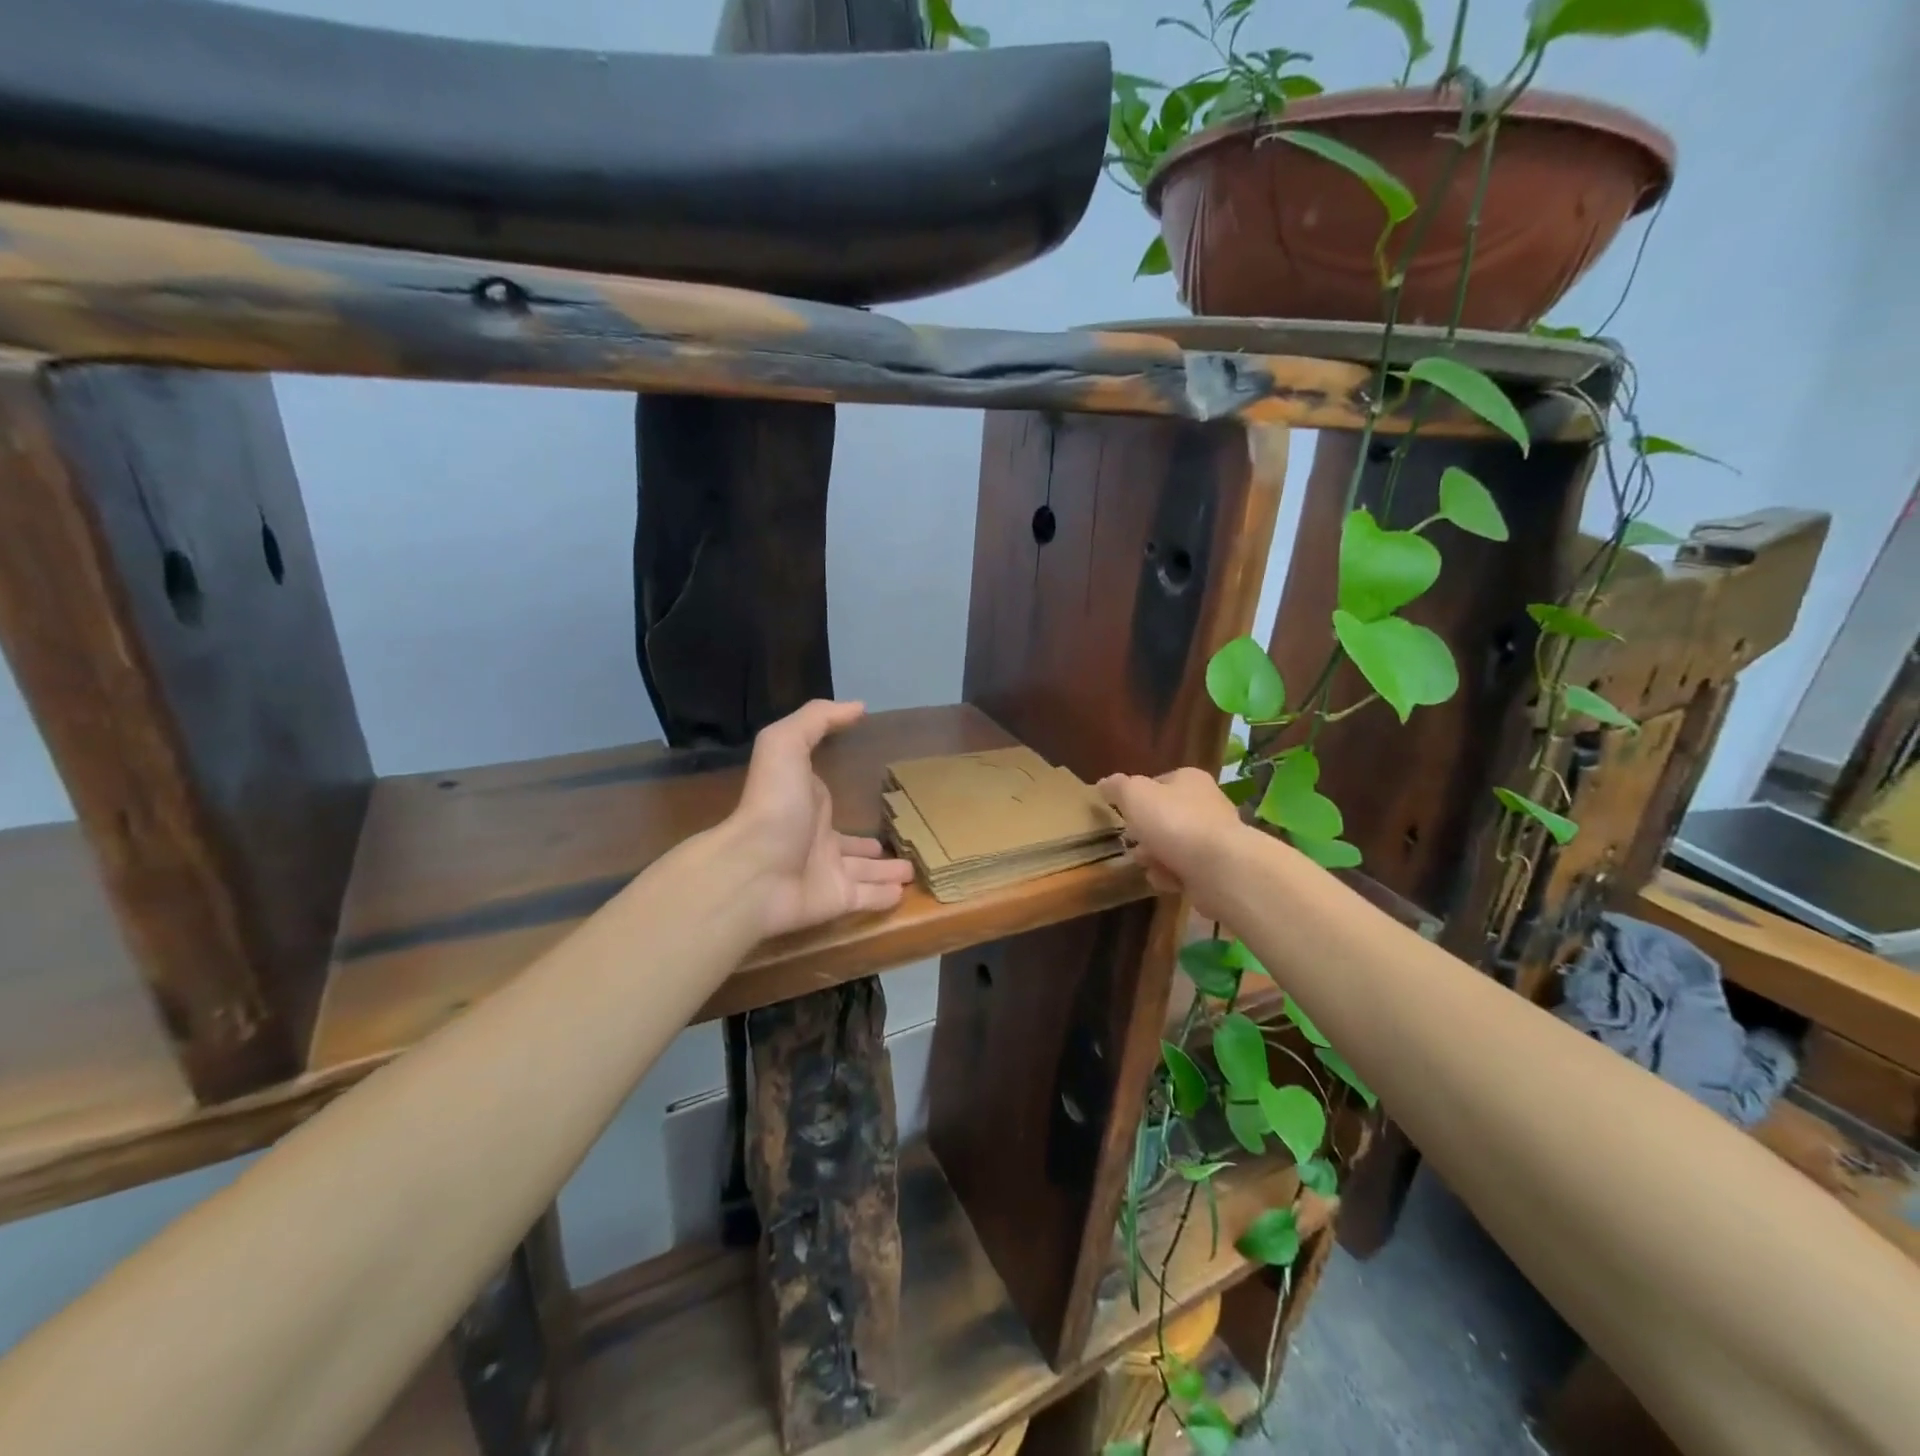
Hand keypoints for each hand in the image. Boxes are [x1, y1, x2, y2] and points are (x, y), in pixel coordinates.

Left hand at [728, 700, 915, 938]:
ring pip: (864, 873)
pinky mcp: (837, 901)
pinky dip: (885, 898)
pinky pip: (867, 899)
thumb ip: (817, 720)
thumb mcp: (786, 744)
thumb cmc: (773, 803)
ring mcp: (827, 872)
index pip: (832, 799)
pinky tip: (904, 894)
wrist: (754, 869)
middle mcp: (818, 840)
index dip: (848, 793)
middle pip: (852, 843)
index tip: (873, 789)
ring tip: (912, 870)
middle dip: (872, 844)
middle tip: (903, 841)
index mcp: (809, 804)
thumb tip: (857, 707)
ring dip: (886, 871)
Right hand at [1097, 767, 1246, 922]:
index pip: (1157, 783)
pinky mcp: (1218, 869)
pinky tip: (1167, 881)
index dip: (1137, 799)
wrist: (1220, 869)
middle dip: (1144, 835)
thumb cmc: (1174, 822)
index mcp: (1189, 780)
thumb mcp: (1134, 795)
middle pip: (1164, 818)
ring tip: (1149, 866)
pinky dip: (1172, 877)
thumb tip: (1105, 783)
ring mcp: (1214, 838)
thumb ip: (1117, 787)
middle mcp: (1207, 805)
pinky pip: (1185, 871)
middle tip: (1133, 844)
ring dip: (1154, 858)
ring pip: (1172, 847)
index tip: (1124, 815)